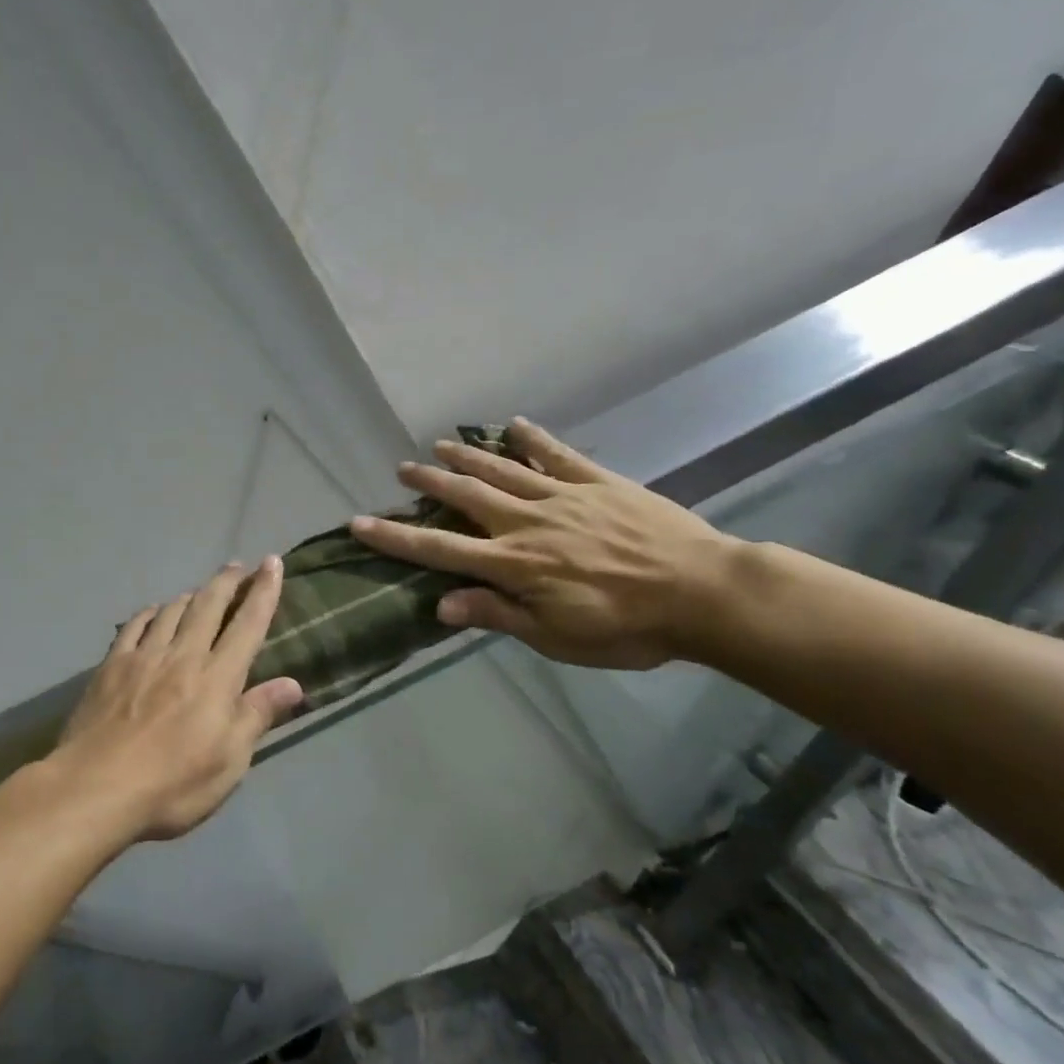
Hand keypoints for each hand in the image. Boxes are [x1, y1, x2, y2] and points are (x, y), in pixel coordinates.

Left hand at [52, 558, 304, 840]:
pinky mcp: (112, 665)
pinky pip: (135, 625)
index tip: (272, 563)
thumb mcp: (229, 762)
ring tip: (201, 590)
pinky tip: (153, 612)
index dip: (263, 592)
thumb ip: (257, 715)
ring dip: (191, 594)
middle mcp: (183, 655)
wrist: (95, 787)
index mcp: (217, 678)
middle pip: (209, 605)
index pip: (248, 624)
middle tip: (239, 566)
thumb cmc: (172, 784)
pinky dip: (150, 612)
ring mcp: (143, 656)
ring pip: (172, 610)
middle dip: (228, 581)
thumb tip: (292, 683)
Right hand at [348, 418, 737, 669]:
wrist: (703, 593)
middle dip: (430, 482)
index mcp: (513, 563)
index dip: (395, 537)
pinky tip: (516, 425)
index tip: (360, 522)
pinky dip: (535, 439)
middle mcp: (527, 522)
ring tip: (440, 444)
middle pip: (466, 496)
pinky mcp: (599, 483)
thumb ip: (498, 614)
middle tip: (402, 468)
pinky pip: (559, 455)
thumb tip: (441, 604)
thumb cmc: (627, 628)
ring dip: (468, 456)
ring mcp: (564, 497)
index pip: (439, 549)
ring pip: (503, 470)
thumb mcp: (556, 637)